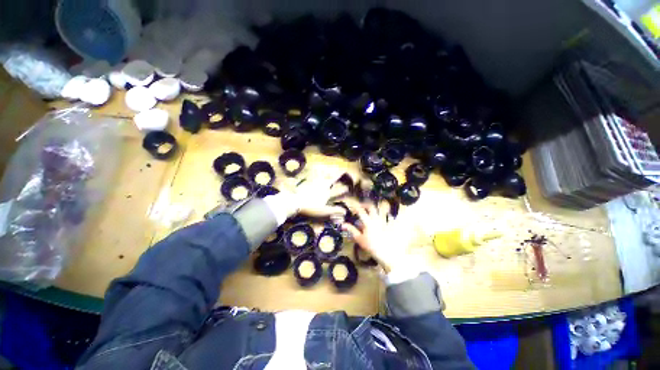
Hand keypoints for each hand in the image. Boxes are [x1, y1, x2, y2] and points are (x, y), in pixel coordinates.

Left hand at [267, 170, 349, 219]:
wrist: (295, 202)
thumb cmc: (310, 208)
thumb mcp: (323, 211)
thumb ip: (334, 211)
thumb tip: (345, 211)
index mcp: (327, 193)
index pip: (337, 190)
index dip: (343, 189)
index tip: (348, 187)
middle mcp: (322, 186)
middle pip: (332, 180)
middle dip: (337, 176)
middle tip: (342, 172)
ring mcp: (314, 184)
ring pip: (323, 176)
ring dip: (328, 174)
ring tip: (331, 172)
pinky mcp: (307, 183)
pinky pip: (314, 176)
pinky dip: (317, 174)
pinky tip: (317, 172)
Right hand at [341, 202, 411, 272]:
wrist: (386, 253)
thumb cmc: (371, 246)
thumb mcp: (359, 239)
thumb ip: (351, 230)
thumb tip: (343, 224)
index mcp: (368, 222)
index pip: (360, 210)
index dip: (355, 206)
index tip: (352, 204)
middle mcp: (376, 219)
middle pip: (371, 206)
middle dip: (365, 204)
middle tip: (361, 207)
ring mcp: (383, 221)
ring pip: (381, 209)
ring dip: (376, 208)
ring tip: (371, 210)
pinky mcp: (389, 224)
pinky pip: (388, 216)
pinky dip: (385, 214)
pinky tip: (383, 217)